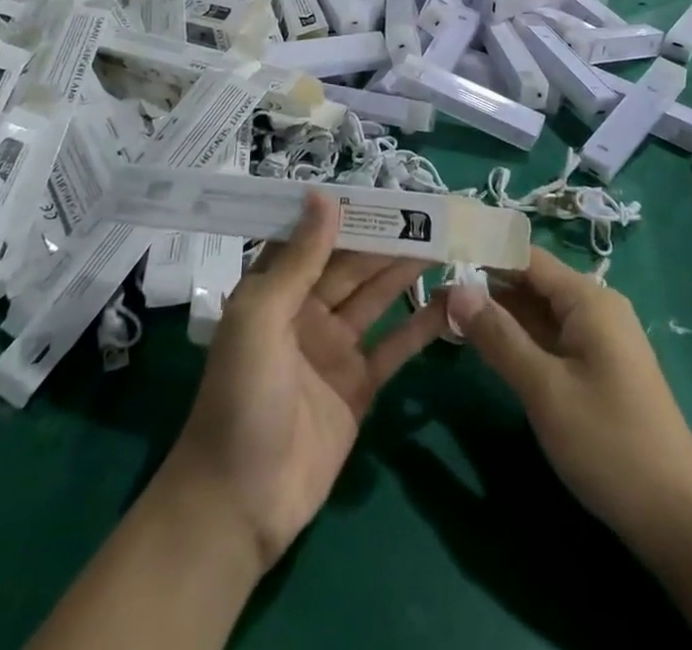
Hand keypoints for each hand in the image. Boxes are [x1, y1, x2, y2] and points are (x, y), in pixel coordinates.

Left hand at [162, 195, 447, 569]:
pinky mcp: (360, 386)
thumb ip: (298, 259)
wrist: (240, 504)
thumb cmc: (240, 397)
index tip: (384, 187)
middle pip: (354, 264)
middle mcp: (307, 311)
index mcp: (276, 289)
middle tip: (431, 212)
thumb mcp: (261, 317)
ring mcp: (336, 349)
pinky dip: (422, 325)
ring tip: (446, 241)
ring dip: (408, 270)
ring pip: (378, 297)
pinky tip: (451, 302)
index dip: (348, 211)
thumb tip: (323, 195)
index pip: (316, 237)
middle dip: (388, 238)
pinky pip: (395, 347)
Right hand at [449, 249, 691, 549]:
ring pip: (535, 311)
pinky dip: (515, 337)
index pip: (525, 257)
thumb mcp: (545, 390)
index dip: (482, 253)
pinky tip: (483, 344)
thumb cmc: (610, 444)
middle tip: (431, 296)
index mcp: (587, 299)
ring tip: (445, 315)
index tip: (438, 257)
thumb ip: (499, 336)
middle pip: (528, 282)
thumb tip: (456, 290)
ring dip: (496, 313)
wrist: (678, 518)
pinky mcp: (594, 366)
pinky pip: (547, 337)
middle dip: (483, 286)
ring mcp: (595, 338)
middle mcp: (593, 307)